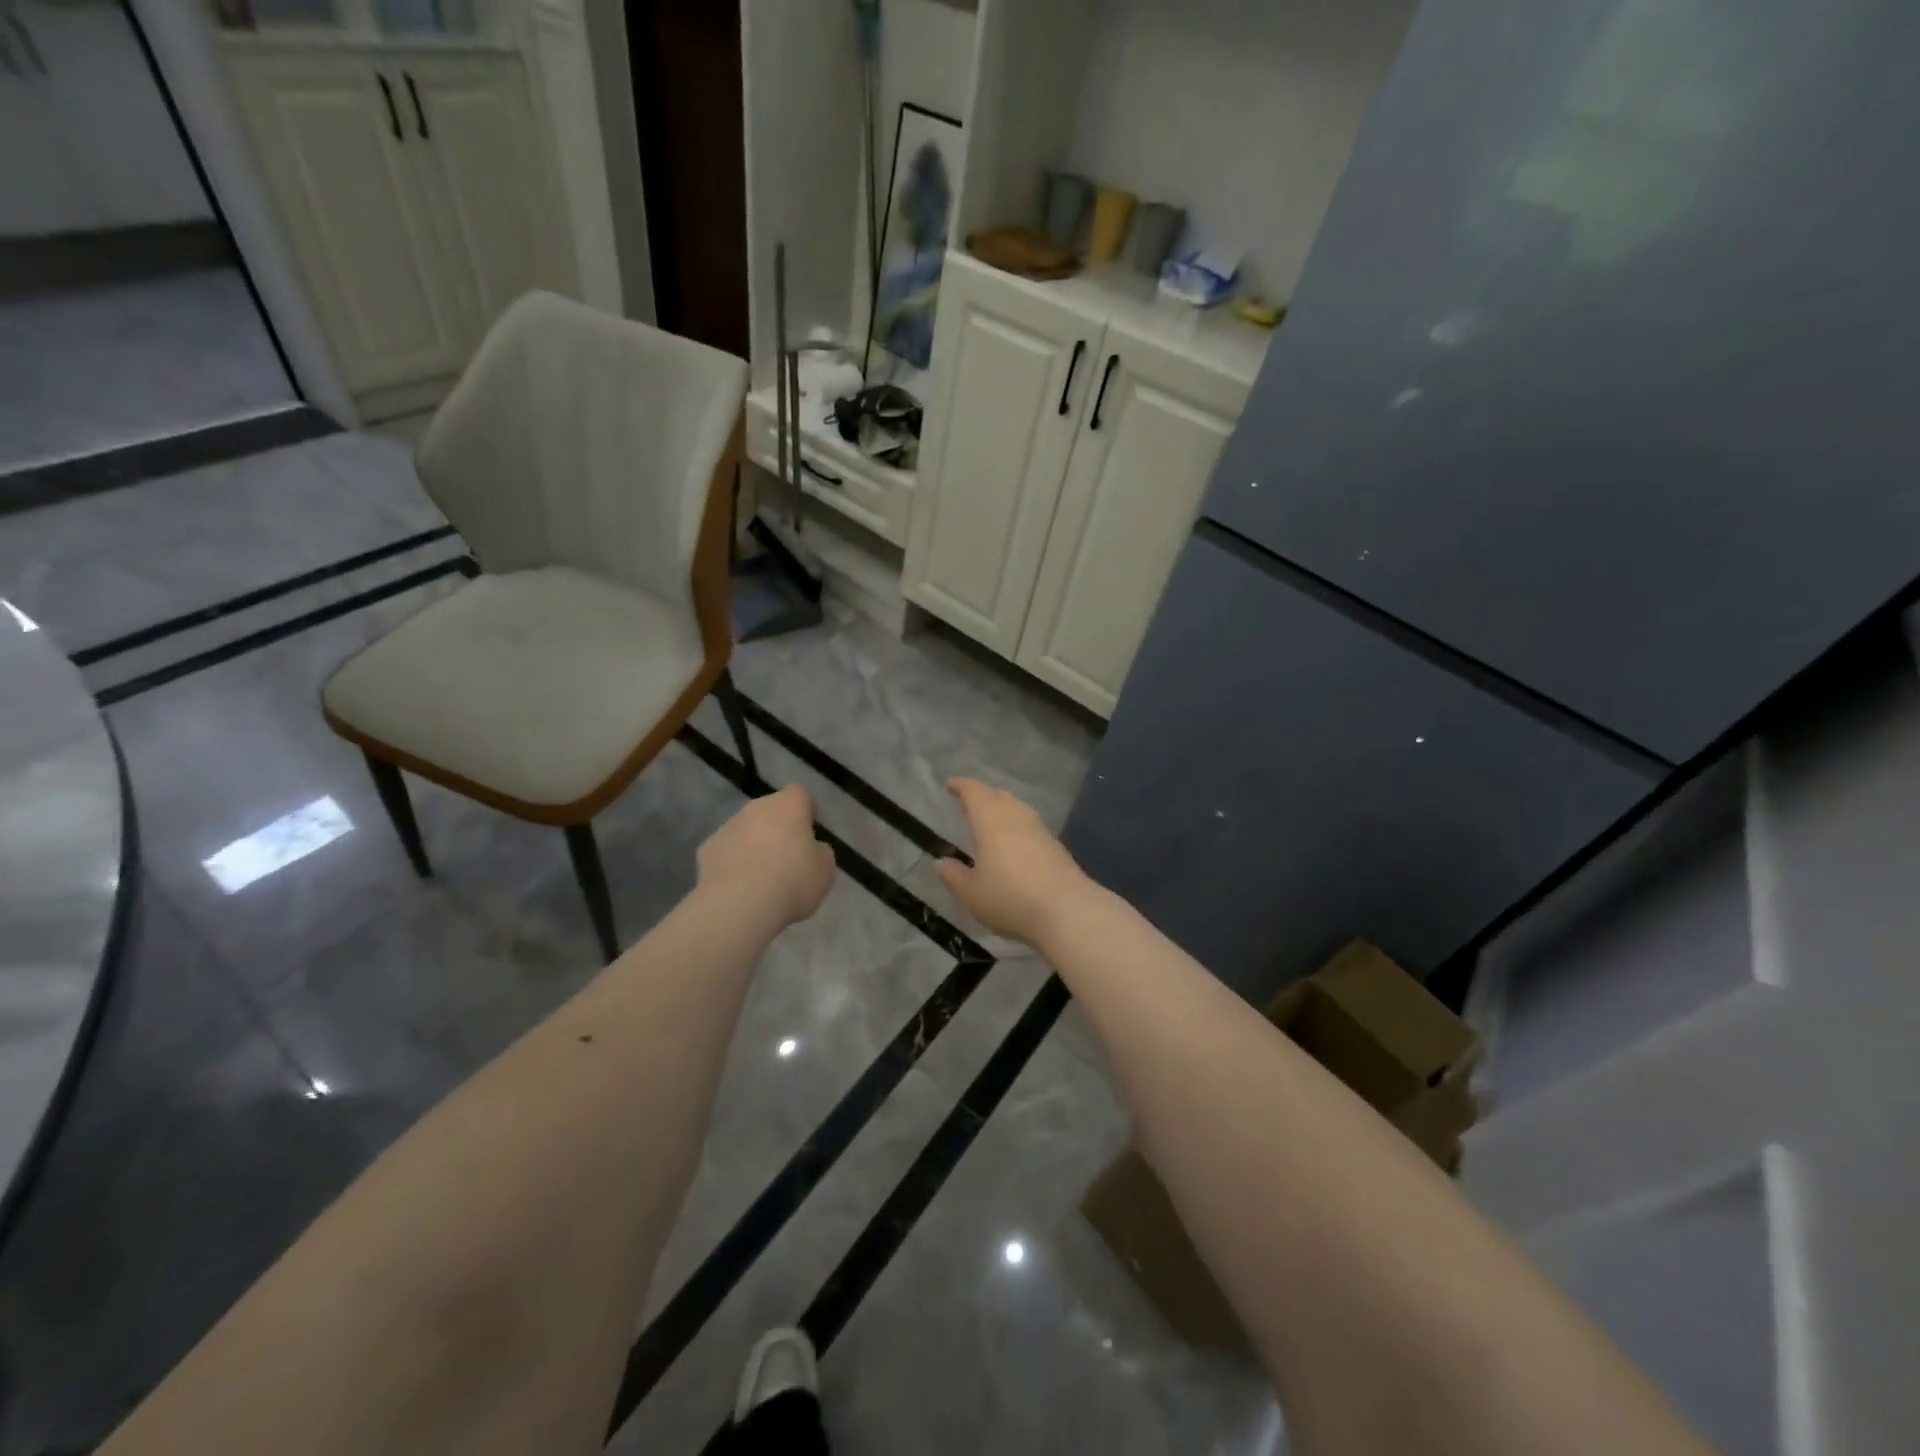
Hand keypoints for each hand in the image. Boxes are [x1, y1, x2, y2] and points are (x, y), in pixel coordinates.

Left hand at [697, 785, 835, 928]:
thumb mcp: (824, 870)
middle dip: (778, 828)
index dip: (806, 811)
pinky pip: (726, 851)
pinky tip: (739, 886)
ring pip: (746, 830)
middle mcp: (755, 808)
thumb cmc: (792, 881)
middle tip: (788, 858)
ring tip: (762, 878)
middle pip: (770, 811)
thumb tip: (811, 849)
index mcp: (788, 805)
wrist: (739, 905)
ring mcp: (727, 827)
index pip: (800, 794)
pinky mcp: (706, 849)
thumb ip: (819, 852)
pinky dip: (733, 863)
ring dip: (754, 845)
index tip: (811, 832)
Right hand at [937, 778, 1090, 947]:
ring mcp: (1040, 830)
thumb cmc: (1010, 897)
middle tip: (969, 803)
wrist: (1067, 910)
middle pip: (998, 796)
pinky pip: (1030, 827)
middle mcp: (1016, 816)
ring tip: (990, 823)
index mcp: (990, 819)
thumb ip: (954, 876)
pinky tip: (1014, 845)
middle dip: (982, 796)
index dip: (961, 786)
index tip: (951, 785)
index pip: (974, 792)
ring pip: (1017, 809)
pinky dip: (1017, 829)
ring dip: (1002, 811)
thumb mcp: (971, 893)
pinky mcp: (1056, 847)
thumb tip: (943, 863)